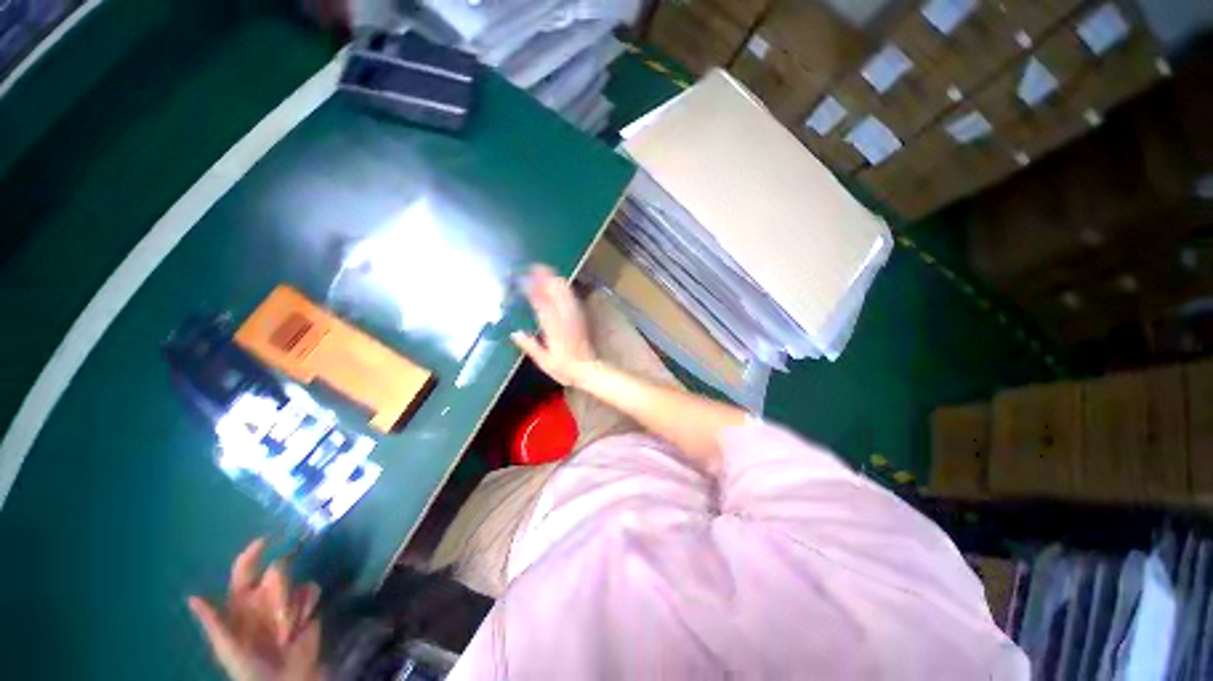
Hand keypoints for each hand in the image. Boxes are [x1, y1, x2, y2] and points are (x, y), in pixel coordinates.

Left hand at [188, 539, 324, 680]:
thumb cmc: (249, 667)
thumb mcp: (228, 648)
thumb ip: (213, 622)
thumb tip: (192, 597)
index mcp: (241, 603)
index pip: (244, 569)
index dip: (252, 553)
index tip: (265, 541)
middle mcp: (264, 596)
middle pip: (277, 570)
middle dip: (280, 589)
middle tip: (279, 614)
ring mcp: (287, 600)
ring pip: (296, 582)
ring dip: (293, 606)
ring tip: (287, 632)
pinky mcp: (308, 605)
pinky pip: (312, 591)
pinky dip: (307, 607)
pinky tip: (302, 624)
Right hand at [511, 264, 597, 386]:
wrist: (587, 369)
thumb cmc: (564, 368)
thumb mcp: (544, 361)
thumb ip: (530, 346)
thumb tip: (514, 333)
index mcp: (554, 328)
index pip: (542, 304)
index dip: (533, 290)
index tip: (524, 279)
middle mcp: (565, 318)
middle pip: (556, 292)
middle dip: (545, 278)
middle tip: (532, 269)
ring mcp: (574, 315)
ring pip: (565, 291)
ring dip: (554, 279)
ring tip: (543, 271)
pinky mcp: (580, 316)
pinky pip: (571, 297)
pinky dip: (563, 287)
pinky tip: (557, 283)